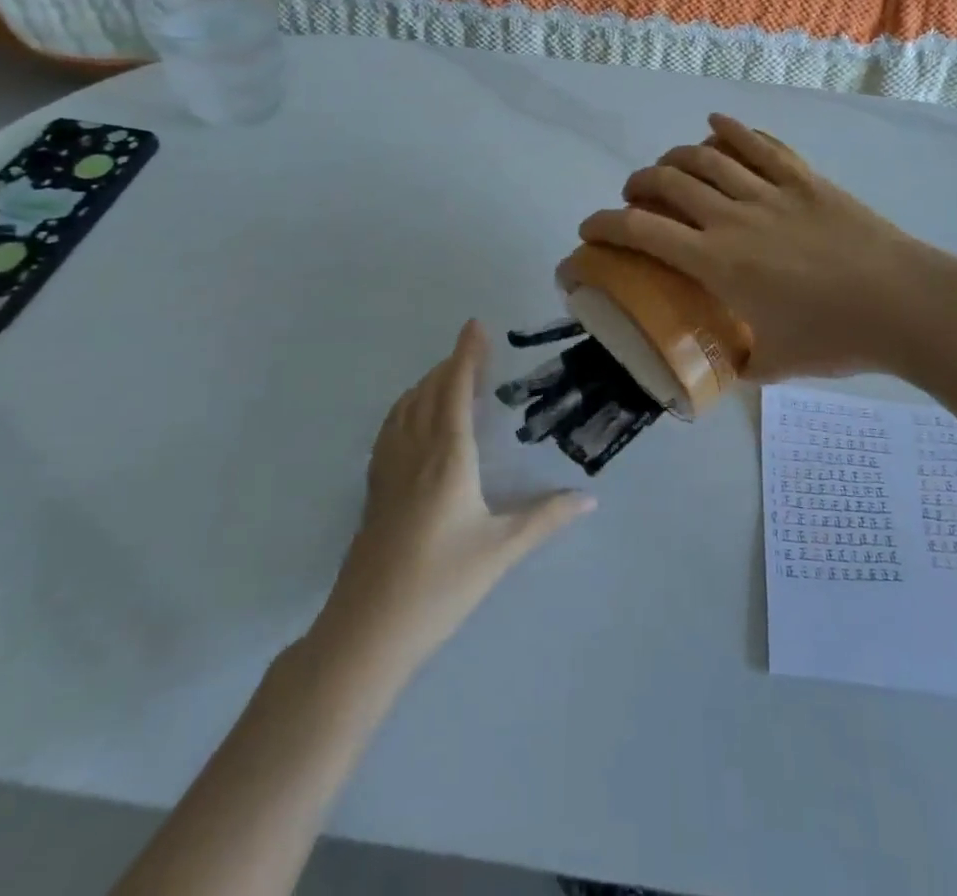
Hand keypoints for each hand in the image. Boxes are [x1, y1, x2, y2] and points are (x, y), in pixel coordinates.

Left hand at [324, 322, 594, 669]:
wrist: (367, 631)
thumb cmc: (440, 586)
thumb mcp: (501, 551)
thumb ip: (546, 519)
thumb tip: (589, 499)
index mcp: (448, 457)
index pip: (456, 390)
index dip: (467, 354)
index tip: (476, 325)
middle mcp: (415, 452)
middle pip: (430, 392)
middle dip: (451, 365)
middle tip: (474, 351)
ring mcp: (388, 470)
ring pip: (406, 408)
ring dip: (427, 383)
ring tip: (447, 378)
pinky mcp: (374, 490)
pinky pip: (390, 429)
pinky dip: (406, 408)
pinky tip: (412, 421)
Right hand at [579, 115, 956, 380]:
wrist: (905, 304)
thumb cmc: (836, 338)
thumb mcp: (777, 364)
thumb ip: (743, 363)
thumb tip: (729, 365)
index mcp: (716, 263)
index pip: (641, 231)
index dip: (604, 225)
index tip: (589, 230)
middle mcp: (732, 217)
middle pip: (666, 182)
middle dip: (637, 185)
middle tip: (634, 198)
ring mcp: (770, 192)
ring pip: (706, 157)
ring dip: (675, 157)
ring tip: (668, 168)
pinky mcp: (804, 178)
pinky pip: (759, 143)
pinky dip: (731, 129)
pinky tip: (715, 124)